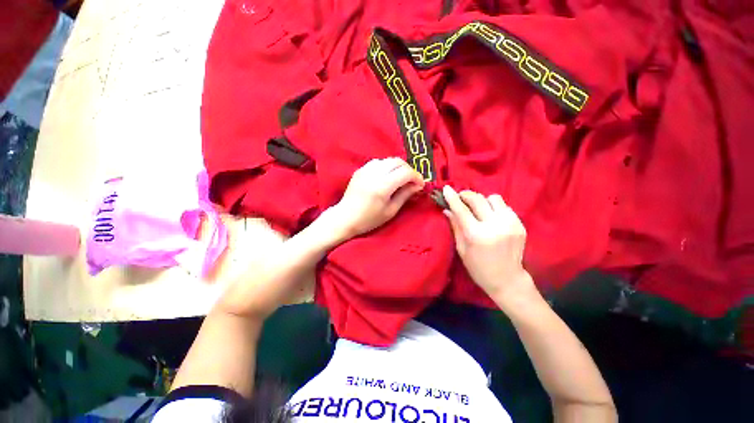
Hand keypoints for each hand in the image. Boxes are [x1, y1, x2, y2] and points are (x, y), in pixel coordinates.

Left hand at [330, 158, 424, 238]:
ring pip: (388, 160)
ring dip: (397, 167)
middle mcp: (374, 173)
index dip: (416, 177)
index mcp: (383, 186)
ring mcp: (365, 170)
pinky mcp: (360, 170)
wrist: (345, 217)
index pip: (405, 172)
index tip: (420, 185)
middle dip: (408, 170)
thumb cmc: (369, 219)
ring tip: (399, 179)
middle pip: (398, 161)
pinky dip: (386, 167)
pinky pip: (378, 162)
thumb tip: (418, 185)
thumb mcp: (391, 211)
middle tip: (411, 181)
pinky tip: (386, 177)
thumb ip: (405, 195)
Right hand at [442, 186, 536, 306]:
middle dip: (466, 195)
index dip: (452, 197)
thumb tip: (447, 210)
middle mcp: (494, 226)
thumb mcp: (462, 249)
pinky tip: (490, 216)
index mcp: (477, 235)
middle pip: (478, 199)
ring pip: (493, 198)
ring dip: (482, 200)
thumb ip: (455, 226)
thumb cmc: (478, 268)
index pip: (461, 210)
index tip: (446, 188)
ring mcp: (510, 224)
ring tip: (478, 209)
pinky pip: (504, 206)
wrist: (507, 280)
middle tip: (460, 197)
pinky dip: (494, 207)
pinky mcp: (519, 224)